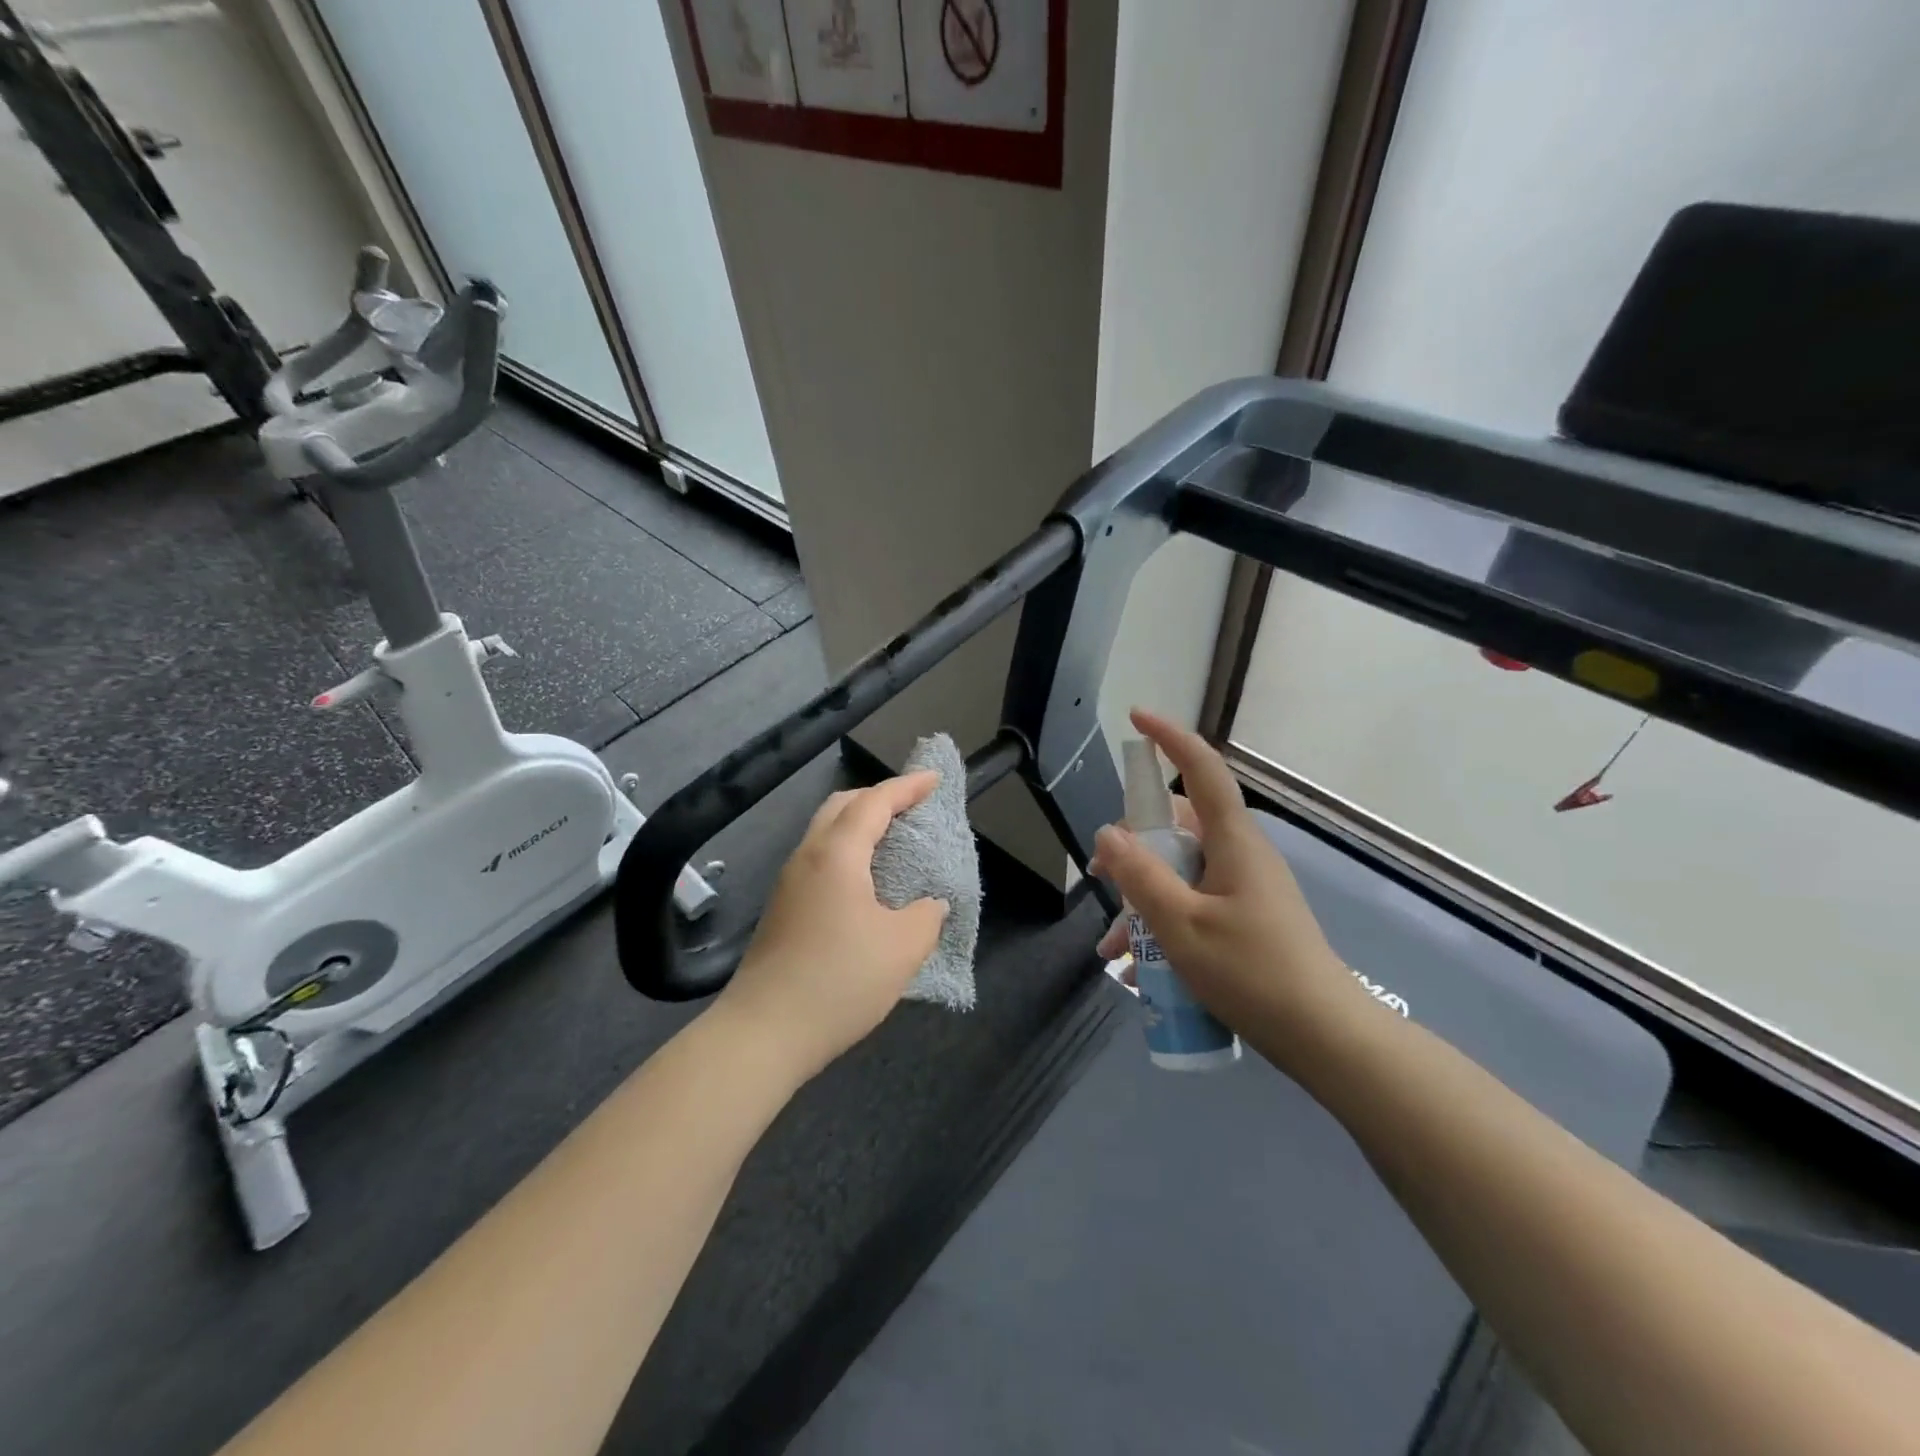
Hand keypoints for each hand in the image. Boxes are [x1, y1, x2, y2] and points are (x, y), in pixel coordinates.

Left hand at [717, 773, 950, 1080]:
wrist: (763, 1032)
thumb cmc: (839, 980)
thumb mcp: (902, 948)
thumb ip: (926, 916)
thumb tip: (930, 904)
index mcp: (836, 854)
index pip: (875, 802)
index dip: (907, 787)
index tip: (934, 778)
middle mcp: (807, 857)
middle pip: (842, 806)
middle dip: (878, 797)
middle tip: (912, 807)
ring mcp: (788, 883)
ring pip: (825, 832)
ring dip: (859, 825)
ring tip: (892, 840)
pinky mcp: (782, 909)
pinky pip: (819, 859)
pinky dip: (847, 851)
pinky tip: (865, 881)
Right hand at [1090, 710, 1356, 1048]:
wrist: (1323, 1038)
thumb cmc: (1252, 973)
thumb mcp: (1183, 926)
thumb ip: (1142, 877)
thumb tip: (1108, 834)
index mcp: (1232, 841)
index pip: (1201, 769)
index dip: (1169, 737)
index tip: (1135, 718)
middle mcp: (1239, 854)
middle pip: (1176, 827)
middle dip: (1133, 849)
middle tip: (1101, 880)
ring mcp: (1243, 887)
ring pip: (1179, 872)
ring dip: (1142, 900)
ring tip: (1114, 947)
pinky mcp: (1244, 916)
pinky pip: (1193, 902)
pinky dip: (1163, 923)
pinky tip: (1141, 969)